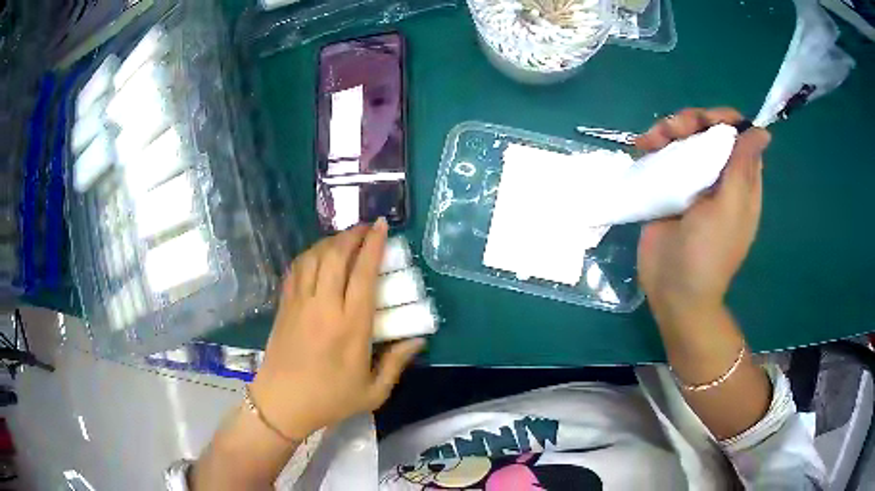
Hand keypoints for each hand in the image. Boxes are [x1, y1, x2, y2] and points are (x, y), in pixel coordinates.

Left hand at [250, 219, 424, 441]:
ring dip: (331, 240)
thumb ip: (397, 363)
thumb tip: (418, 340)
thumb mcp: (373, 392)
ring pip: (314, 257)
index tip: (383, 226)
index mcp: (351, 326)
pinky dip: (309, 254)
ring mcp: (300, 303)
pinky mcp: (284, 305)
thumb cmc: (330, 400)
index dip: (374, 244)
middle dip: (353, 234)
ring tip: (345, 238)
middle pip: (336, 255)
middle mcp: (325, 306)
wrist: (282, 404)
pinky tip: (318, 255)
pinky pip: (297, 268)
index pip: (364, 273)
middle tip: (366, 228)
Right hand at [635, 108, 770, 322]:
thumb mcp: (730, 210)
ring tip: (648, 142)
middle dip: (689, 122)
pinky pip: (663, 156)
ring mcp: (692, 182)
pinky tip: (640, 148)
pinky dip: (652, 146)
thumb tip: (762, 132)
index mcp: (740, 181)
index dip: (721, 119)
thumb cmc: (707, 254)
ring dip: (666, 131)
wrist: (673, 291)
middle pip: (707, 131)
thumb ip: (743, 168)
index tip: (701, 122)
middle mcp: (718, 176)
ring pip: (683, 139)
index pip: (737, 135)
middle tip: (671, 131)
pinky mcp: (668, 189)